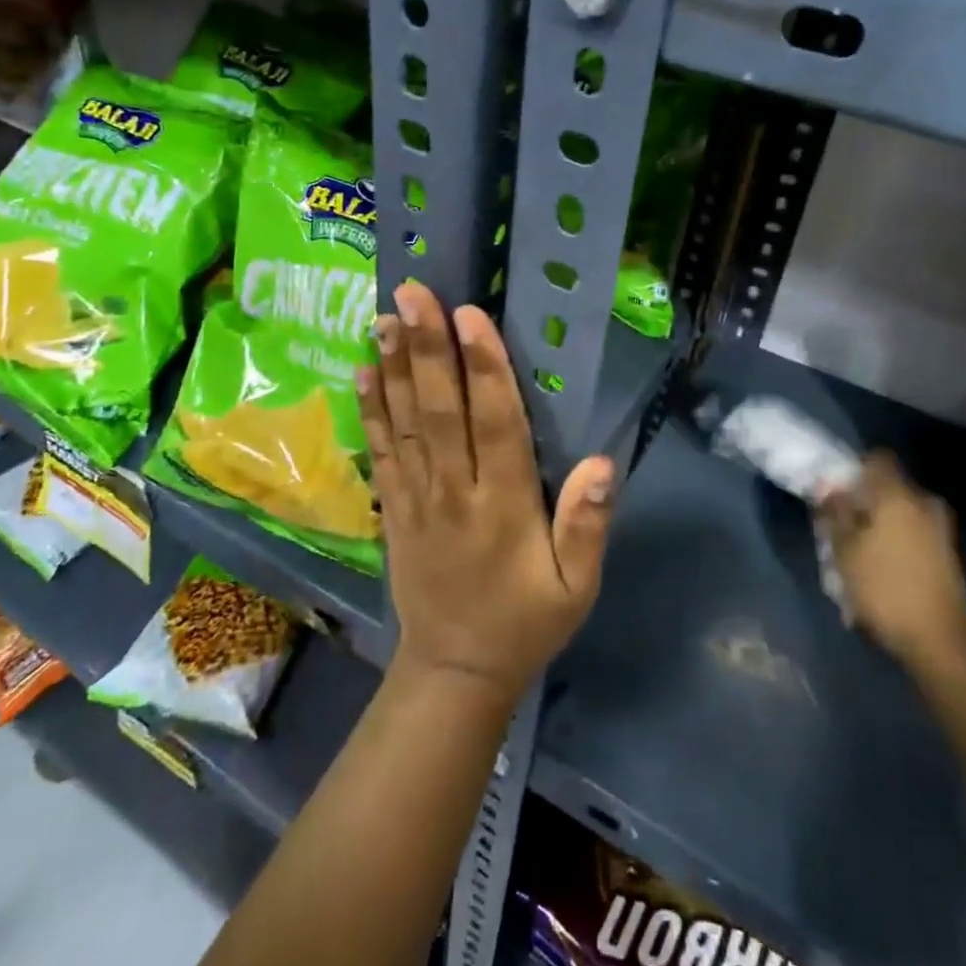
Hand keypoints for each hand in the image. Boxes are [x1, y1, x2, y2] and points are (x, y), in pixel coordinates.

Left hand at [359, 282, 615, 706]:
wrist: (454, 672)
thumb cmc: (525, 622)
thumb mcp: (577, 588)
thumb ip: (587, 526)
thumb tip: (601, 462)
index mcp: (504, 506)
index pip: (496, 424)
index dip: (484, 367)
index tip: (470, 316)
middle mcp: (454, 491)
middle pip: (441, 410)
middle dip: (428, 348)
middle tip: (414, 292)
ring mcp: (415, 498)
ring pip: (404, 422)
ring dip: (395, 366)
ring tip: (385, 315)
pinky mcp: (391, 508)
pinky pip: (381, 451)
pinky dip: (371, 409)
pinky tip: (364, 369)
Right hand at [819, 453, 965, 672]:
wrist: (937, 642)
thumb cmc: (883, 588)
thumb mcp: (843, 550)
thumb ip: (834, 512)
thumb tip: (827, 487)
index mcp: (898, 496)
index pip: (878, 459)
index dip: (854, 468)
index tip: (836, 488)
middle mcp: (924, 504)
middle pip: (889, 486)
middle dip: (865, 499)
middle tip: (842, 522)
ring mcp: (941, 530)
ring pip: (902, 511)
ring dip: (880, 522)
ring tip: (859, 550)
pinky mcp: (948, 554)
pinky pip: (915, 532)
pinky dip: (896, 540)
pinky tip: (881, 567)